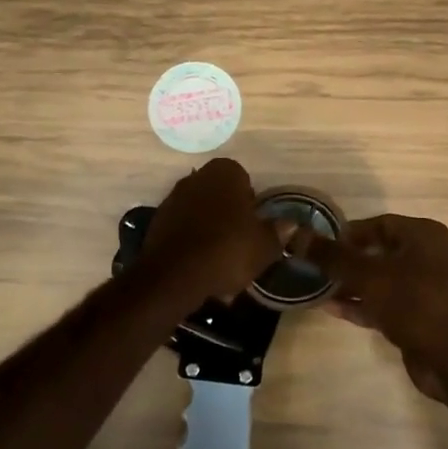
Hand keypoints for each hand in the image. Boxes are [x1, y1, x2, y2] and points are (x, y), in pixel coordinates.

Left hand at [142, 158, 281, 302]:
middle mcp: (196, 177)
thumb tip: (290, 223)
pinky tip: (201, 267)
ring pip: (201, 213)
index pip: (243, 178)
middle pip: (220, 195)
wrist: (174, 276)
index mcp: (225, 172)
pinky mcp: (158, 222)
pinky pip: (184, 229)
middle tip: (241, 243)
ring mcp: (173, 198)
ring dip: (211, 230)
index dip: (251, 202)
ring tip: (221, 262)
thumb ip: (278, 231)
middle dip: (230, 215)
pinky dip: (193, 243)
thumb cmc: (227, 250)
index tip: (254, 225)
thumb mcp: (264, 246)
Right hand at [298, 214, 447, 395]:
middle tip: (313, 266)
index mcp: (423, 235)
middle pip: (378, 251)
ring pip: (380, 279)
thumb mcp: (368, 275)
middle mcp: (428, 256)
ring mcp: (425, 288)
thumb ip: (332, 257)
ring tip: (316, 287)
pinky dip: (362, 303)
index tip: (318, 244)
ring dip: (350, 284)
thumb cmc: (414, 302)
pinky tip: (331, 308)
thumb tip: (296, 235)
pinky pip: (385, 302)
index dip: (347, 233)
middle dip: (345, 260)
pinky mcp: (419, 317)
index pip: (378, 224)